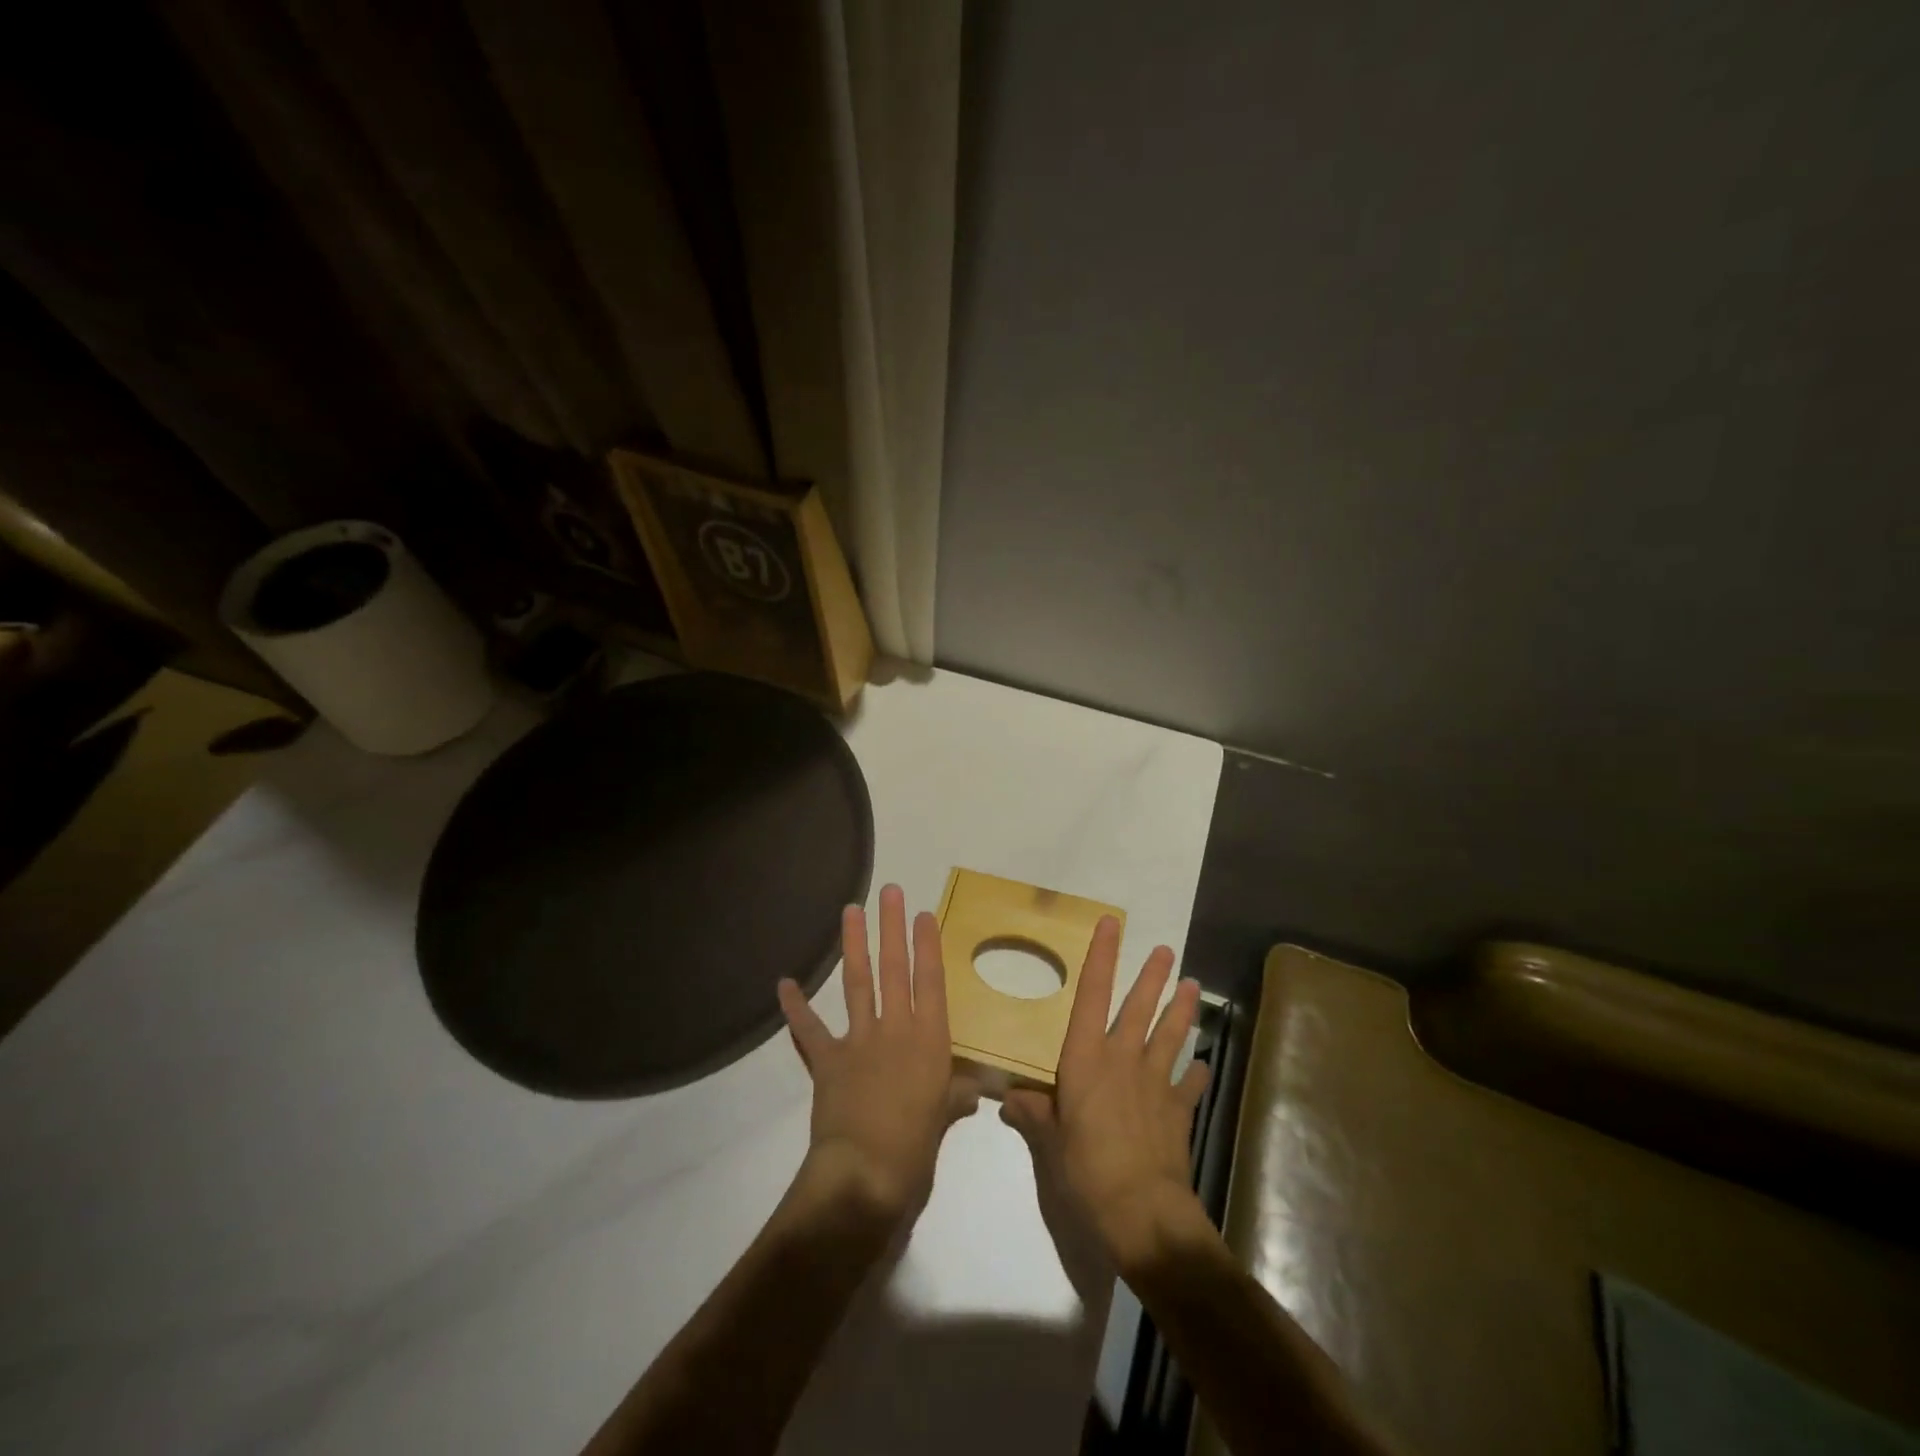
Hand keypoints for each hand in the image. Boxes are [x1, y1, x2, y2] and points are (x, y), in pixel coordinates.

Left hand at [778, 884, 978, 1227]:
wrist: (866, 1175)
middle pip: (894, 969)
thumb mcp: (947, 1119)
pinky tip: (784, 983)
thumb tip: (973, 1090)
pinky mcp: (828, 1059)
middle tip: (889, 892)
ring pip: (857, 983)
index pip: (930, 981)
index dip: (927, 945)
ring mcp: (859, 1040)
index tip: (923, 913)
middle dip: (892, 927)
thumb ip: (957, 1096)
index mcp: (930, 1040)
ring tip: (850, 911)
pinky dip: (796, 1008)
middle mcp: (896, 1029)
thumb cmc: (917, 1149)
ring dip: (854, 945)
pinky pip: (809, 1030)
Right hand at [1001, 917, 1210, 1278]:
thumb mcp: (1048, 1142)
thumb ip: (1032, 1114)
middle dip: (1152, 977)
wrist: (1140, 1210)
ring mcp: (1155, 1083)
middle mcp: (1122, 1059)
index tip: (1111, 925)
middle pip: (1140, 1008)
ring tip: (1192, 985)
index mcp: (1086, 1058)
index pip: (1092, 995)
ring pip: (1171, 1035)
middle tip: (1166, 952)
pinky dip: (1194, 1072)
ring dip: (1182, 1009)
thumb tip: (1009, 1100)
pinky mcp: (1177, 1111)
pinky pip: (1188, 1084)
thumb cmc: (1085, 1168)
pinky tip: (1201, 1064)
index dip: (1101, 957)